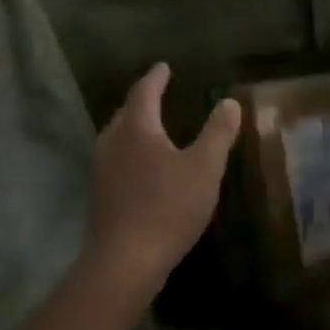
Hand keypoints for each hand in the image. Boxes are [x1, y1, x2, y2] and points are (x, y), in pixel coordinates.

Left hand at [85, 63, 240, 303]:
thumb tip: (229, 101)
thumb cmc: (168, 207)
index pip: (144, 92)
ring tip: (152, 127)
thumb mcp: (204, 167)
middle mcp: (112, 142)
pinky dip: (130, 151)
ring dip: (134, 127)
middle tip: (158, 93)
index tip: (164, 67)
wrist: (125, 261)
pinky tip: (142, 166)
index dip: (156, 78)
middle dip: (142, 101)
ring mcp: (101, 169)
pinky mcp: (100, 195)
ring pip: (118, 137)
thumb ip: (218, 132)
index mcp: (136, 128)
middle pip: (126, 112)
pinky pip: (116, 159)